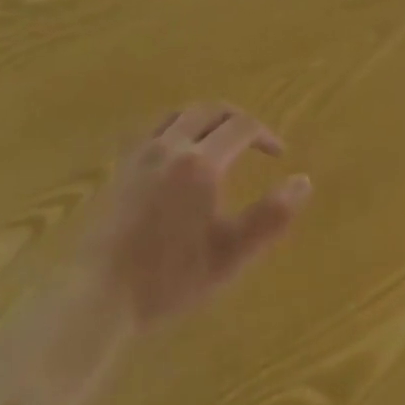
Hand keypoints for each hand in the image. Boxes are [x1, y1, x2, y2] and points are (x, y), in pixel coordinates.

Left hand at [78, 104, 311, 329]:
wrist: (99, 293)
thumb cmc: (170, 277)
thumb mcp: (230, 254)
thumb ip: (271, 217)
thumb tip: (304, 182)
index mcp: (201, 162)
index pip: (241, 127)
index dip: (264, 134)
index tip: (278, 154)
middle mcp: (171, 145)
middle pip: (209, 110)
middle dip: (236, 118)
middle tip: (253, 138)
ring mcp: (141, 153)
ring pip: (179, 115)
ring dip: (205, 118)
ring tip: (218, 139)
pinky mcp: (121, 167)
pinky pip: (154, 129)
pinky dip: (176, 128)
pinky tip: (176, 154)